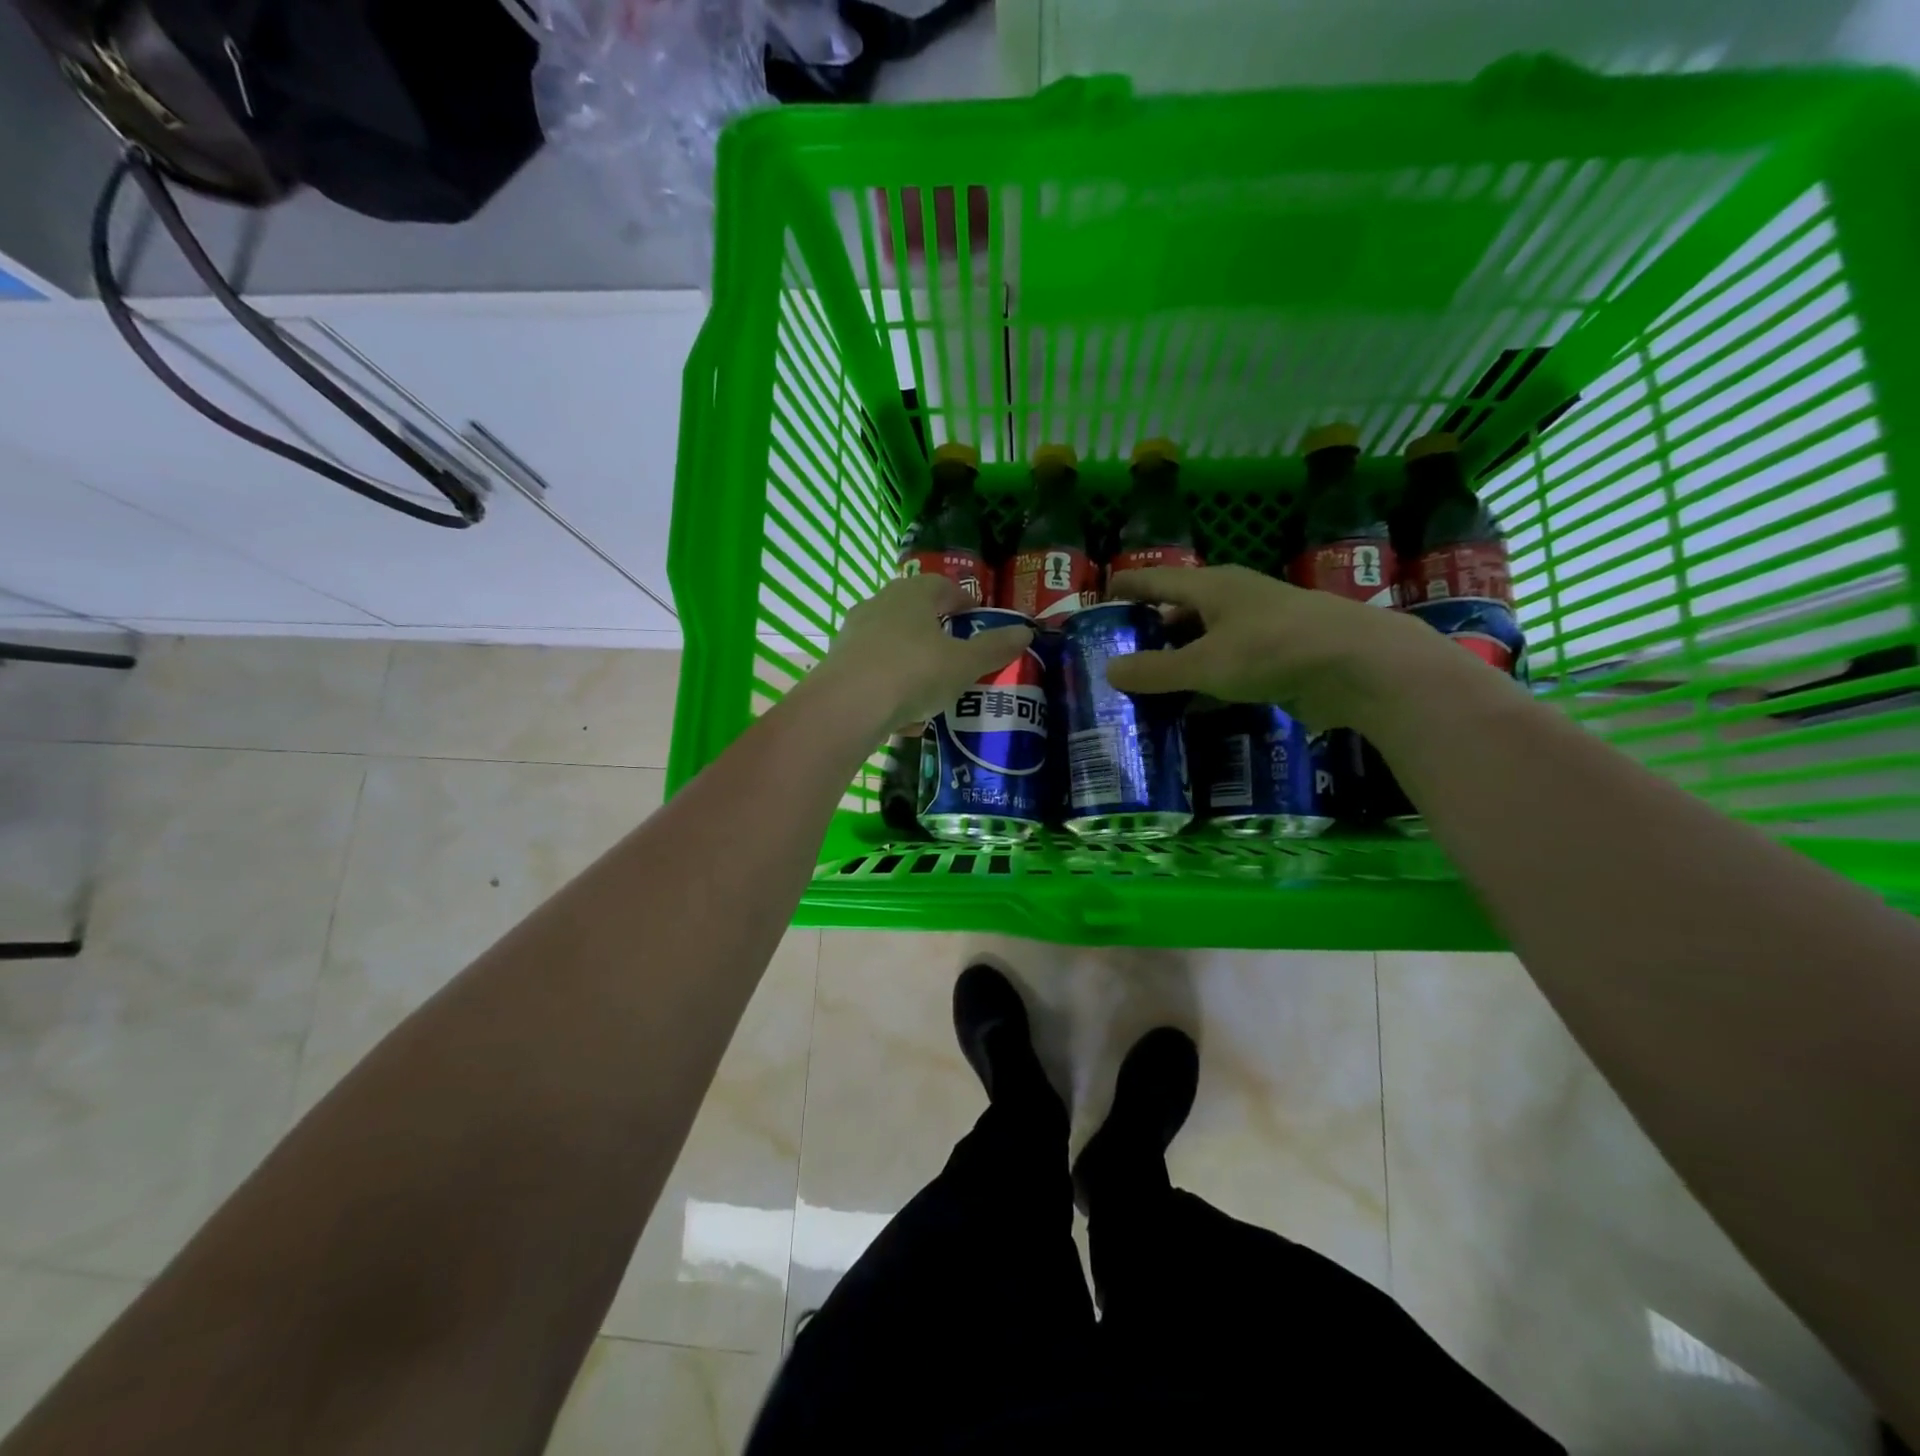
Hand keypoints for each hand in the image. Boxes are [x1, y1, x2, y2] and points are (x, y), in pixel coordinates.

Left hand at [811, 574, 1032, 732]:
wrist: (847, 706)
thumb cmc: (914, 672)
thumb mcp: (965, 664)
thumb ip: (995, 648)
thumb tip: (1025, 631)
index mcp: (912, 594)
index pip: (942, 586)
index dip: (963, 600)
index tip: (977, 617)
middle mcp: (879, 605)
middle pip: (914, 613)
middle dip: (937, 632)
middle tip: (957, 653)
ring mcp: (854, 634)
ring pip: (893, 644)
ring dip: (914, 663)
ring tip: (933, 691)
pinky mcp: (840, 664)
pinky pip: (875, 672)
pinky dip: (892, 688)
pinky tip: (906, 718)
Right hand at [1104, 564, 1488, 731]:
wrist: (1360, 667)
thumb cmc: (1273, 650)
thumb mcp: (1205, 664)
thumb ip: (1155, 670)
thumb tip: (1108, 670)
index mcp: (1212, 586)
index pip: (1156, 579)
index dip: (1127, 587)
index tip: (1101, 598)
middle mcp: (1234, 600)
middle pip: (1181, 610)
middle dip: (1150, 631)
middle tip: (1118, 654)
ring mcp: (1260, 629)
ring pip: (1206, 642)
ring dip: (1178, 661)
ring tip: (1146, 685)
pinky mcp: (1279, 658)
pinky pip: (1228, 668)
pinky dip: (1206, 684)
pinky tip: (1189, 708)